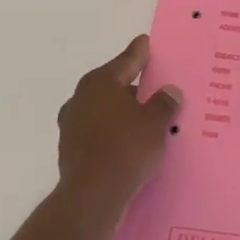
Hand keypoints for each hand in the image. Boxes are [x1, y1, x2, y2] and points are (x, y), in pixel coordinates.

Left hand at [56, 36, 181, 225]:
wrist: (92, 197)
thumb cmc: (126, 148)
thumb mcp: (156, 122)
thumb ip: (164, 103)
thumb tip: (169, 91)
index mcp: (100, 83)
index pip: (126, 61)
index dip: (139, 53)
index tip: (145, 42)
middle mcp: (81, 99)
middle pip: (112, 85)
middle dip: (131, 86)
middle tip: (152, 85)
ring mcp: (71, 126)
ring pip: (103, 110)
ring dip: (121, 112)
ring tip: (144, 118)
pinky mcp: (70, 151)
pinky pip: (98, 133)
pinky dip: (113, 133)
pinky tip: (129, 142)